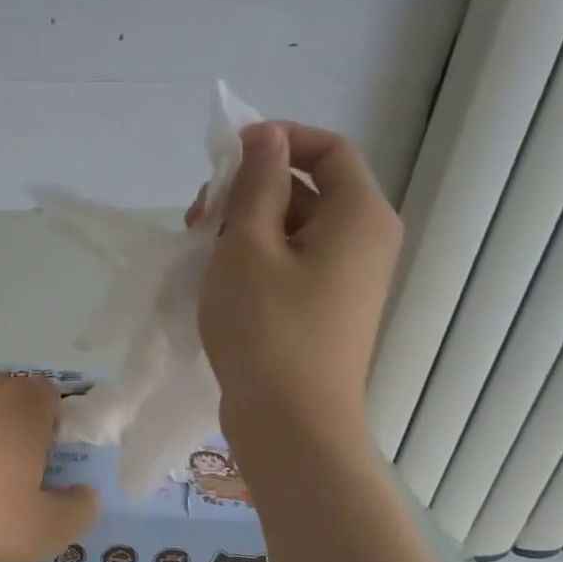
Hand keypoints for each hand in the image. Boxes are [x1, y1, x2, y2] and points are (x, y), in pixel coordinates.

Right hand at [197, 121, 400, 465]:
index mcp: (360, 216)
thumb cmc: (267, 328)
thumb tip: (266, 137)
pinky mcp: (324, 307)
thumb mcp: (249, 245)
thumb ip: (258, 184)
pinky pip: (291, 261)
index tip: (227, 155)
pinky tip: (216, 275)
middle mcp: (364, 241)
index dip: (278, 140)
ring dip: (245, 224)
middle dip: (250, 189)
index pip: (329, 149)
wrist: (290, 423)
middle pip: (308, 188)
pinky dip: (254, 256)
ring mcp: (345, 278)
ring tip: (199, 248)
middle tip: (198, 214)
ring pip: (293, 227)